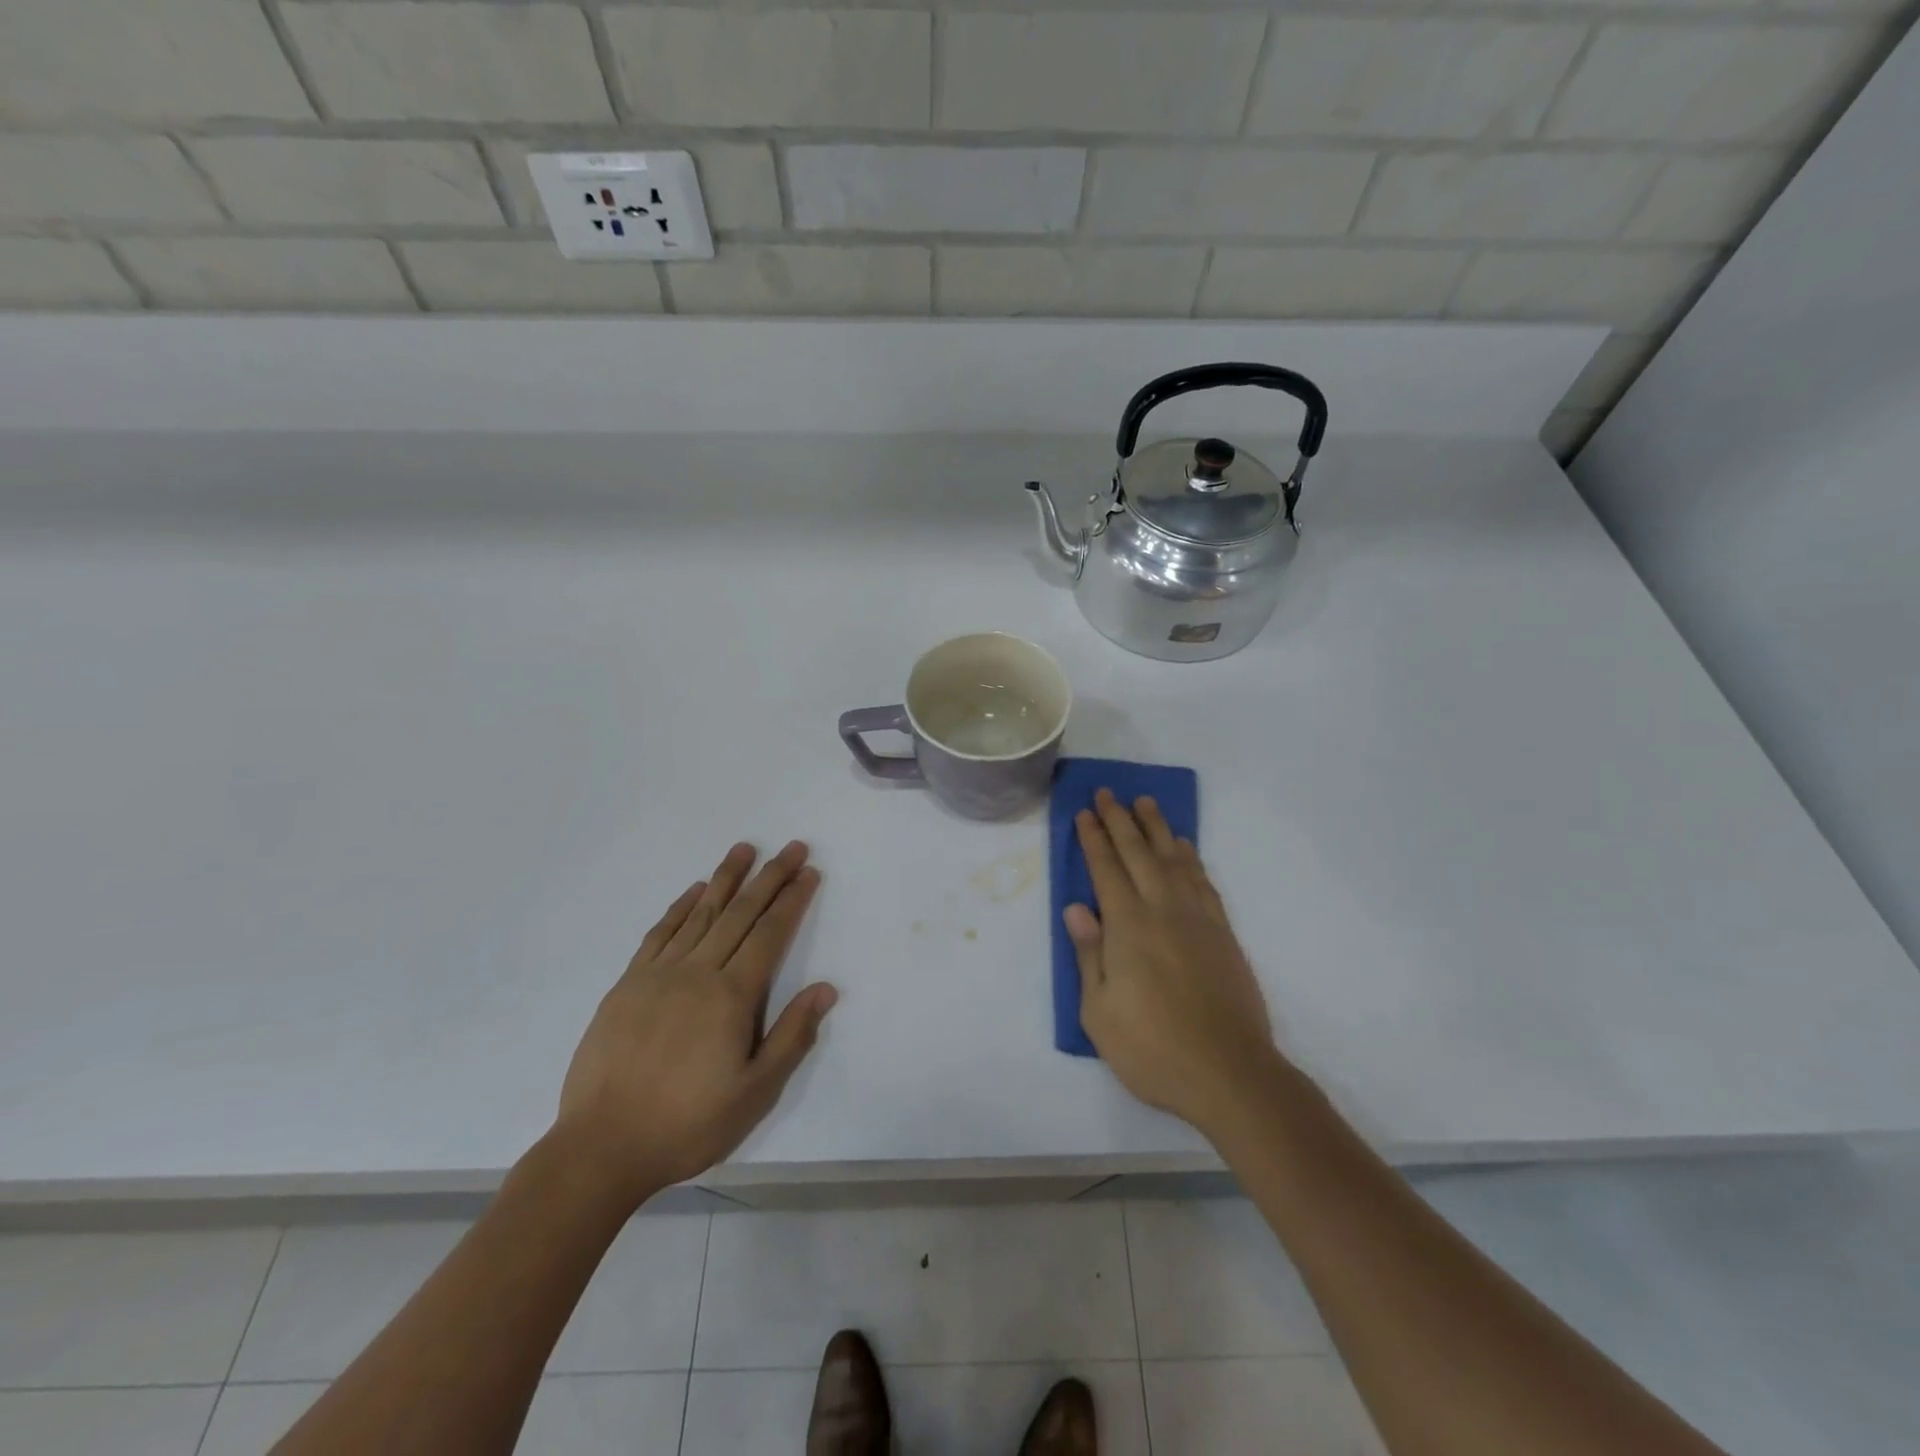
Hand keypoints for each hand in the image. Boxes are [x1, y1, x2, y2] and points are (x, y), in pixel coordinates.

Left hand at [555, 841, 836, 1201]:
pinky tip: (694, 891)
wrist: (601, 1147)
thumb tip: (825, 989)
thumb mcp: (755, 1092)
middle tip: (792, 847)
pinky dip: (681, 907)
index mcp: (731, 996)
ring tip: (744, 849)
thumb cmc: (688, 1124)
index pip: (770, 934)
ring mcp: (658, 975)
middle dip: (769, 877)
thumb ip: (792, 1036)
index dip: (792, 899)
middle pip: (740, 913)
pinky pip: (660, 933)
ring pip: (700, 914)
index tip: (809, 872)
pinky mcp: (627, 985)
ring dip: (726, 879)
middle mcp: (697, 973)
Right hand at [1066, 790, 1282, 1133]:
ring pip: (1173, 860)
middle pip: (1138, 853)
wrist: (1229, 1073)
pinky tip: (1184, 848)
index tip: (1084, 812)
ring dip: (1157, 828)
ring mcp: (1197, 920)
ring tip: (1146, 803)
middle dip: (1120, 820)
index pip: (1106, 869)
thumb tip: (1076, 908)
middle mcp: (1162, 911)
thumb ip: (1089, 955)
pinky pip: (1203, 882)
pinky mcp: (1223, 934)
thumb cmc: (1152, 1048)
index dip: (1093, 838)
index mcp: (1127, 927)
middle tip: (1108, 792)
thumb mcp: (1099, 1012)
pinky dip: (1191, 858)